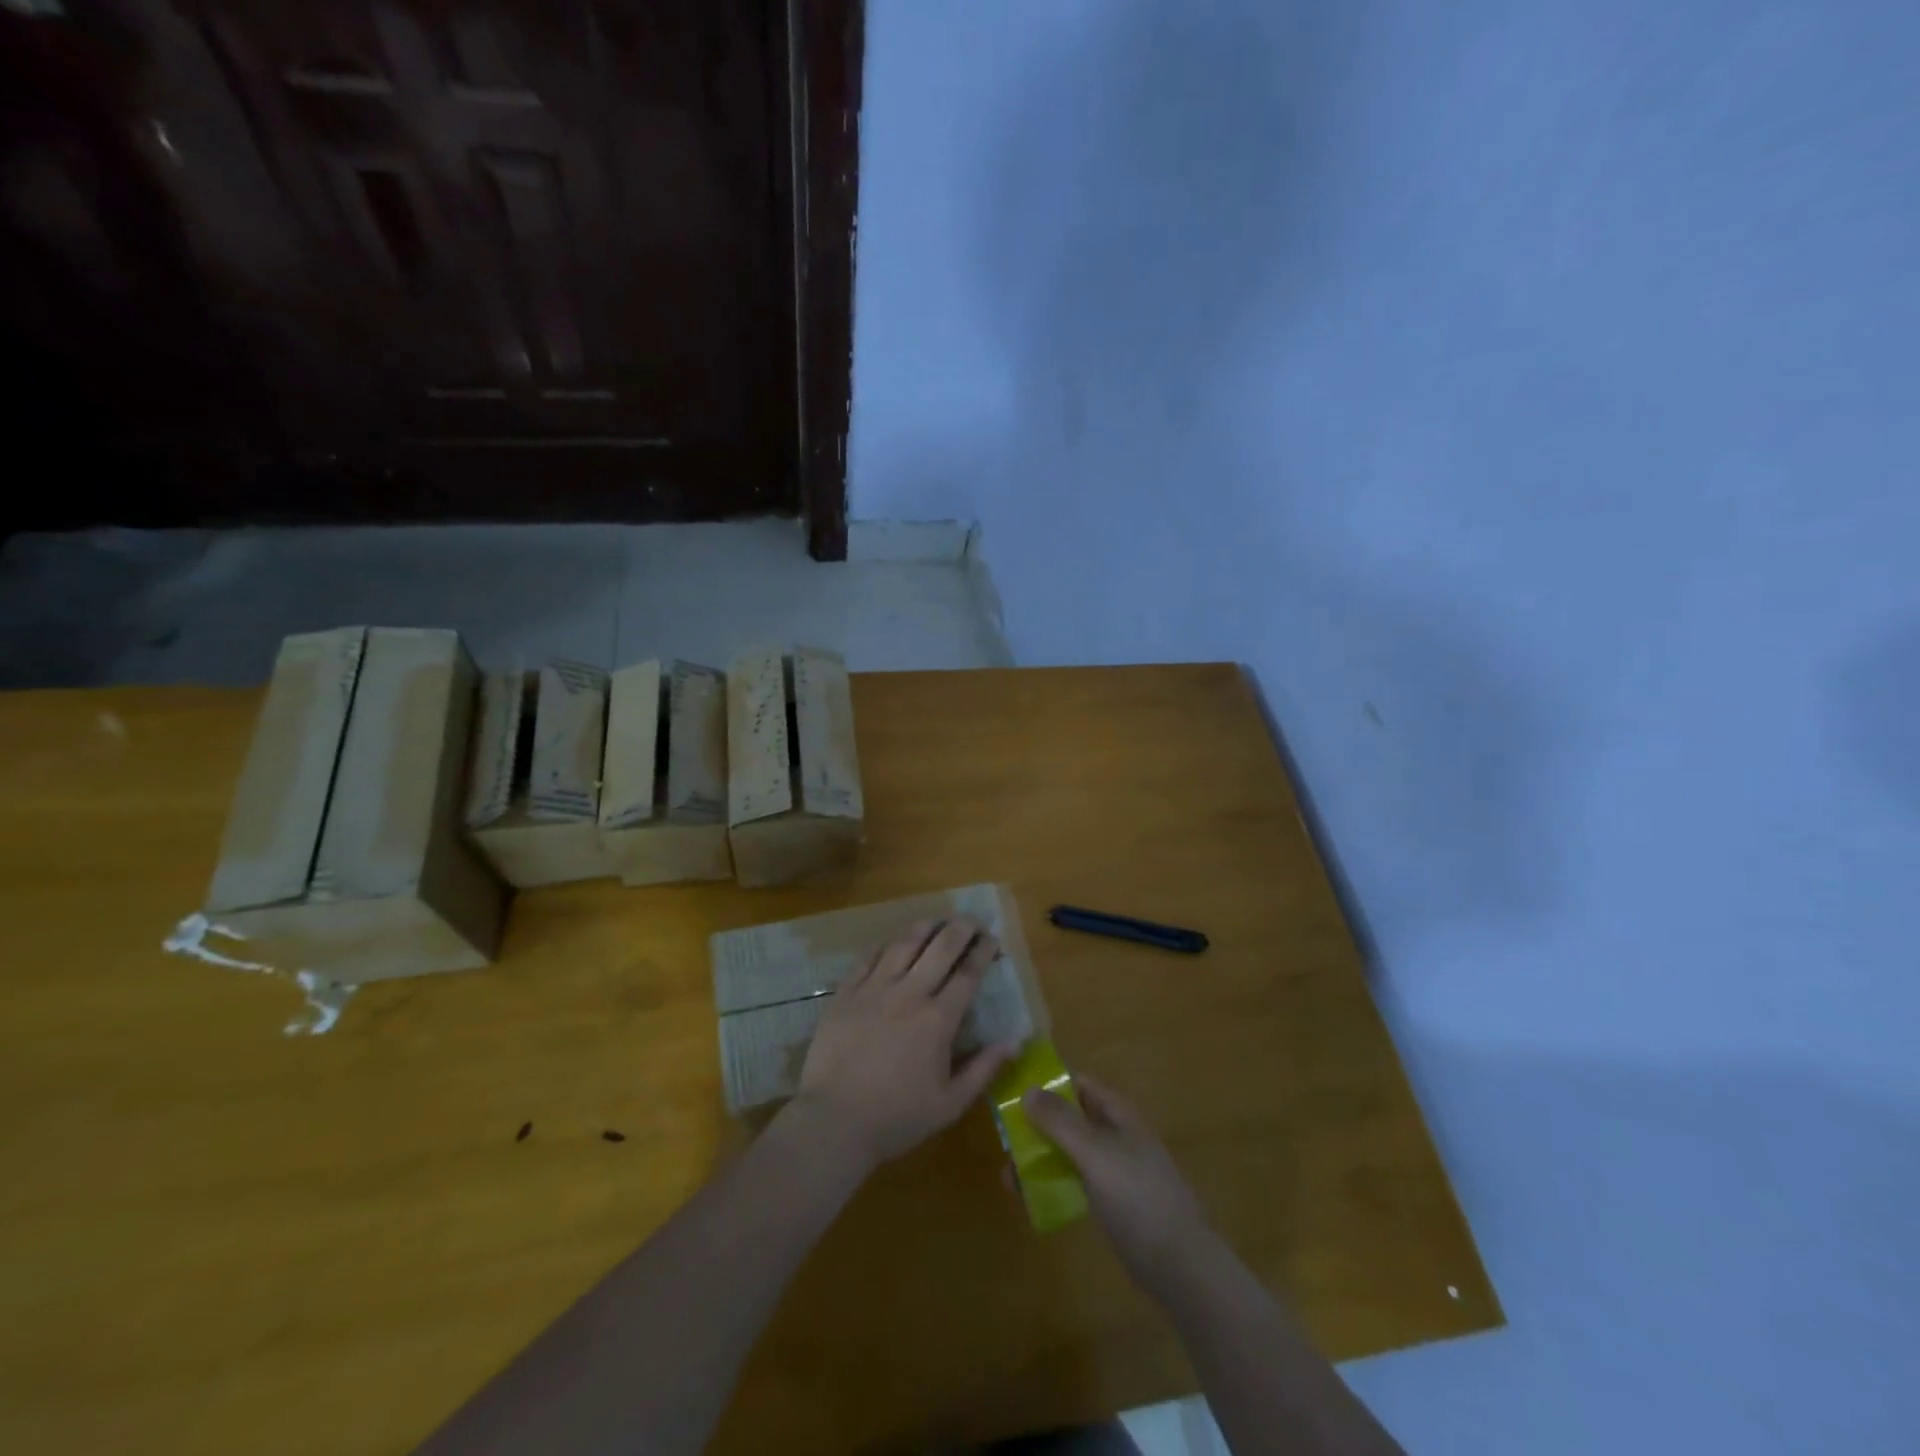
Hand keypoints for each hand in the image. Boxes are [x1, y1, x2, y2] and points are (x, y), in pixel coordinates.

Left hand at [790, 919, 1016, 1172]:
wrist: (834, 1122)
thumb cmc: (897, 1117)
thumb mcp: (950, 1103)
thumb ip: (984, 1068)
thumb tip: (1016, 1041)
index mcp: (938, 1019)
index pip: (967, 973)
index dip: (982, 951)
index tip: (992, 939)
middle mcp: (909, 993)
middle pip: (940, 947)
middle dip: (961, 928)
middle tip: (972, 921)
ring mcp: (874, 989)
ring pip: (904, 943)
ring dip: (925, 926)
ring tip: (938, 919)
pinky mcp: (845, 992)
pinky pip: (869, 956)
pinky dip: (886, 943)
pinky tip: (894, 940)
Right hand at [1023, 1074, 1215, 1300]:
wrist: (1179, 1265)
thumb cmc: (1138, 1197)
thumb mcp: (1096, 1153)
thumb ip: (1061, 1121)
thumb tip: (1028, 1089)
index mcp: (1117, 1114)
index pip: (1078, 1084)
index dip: (1047, 1082)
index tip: (1012, 1090)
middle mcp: (1115, 1135)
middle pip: (1070, 1118)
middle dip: (1037, 1125)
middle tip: (1002, 1138)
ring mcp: (1114, 1169)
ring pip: (1069, 1151)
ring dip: (1040, 1157)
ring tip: (1007, 1175)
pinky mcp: (1111, 1201)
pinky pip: (1075, 1181)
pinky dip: (1052, 1183)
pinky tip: (1029, 1198)